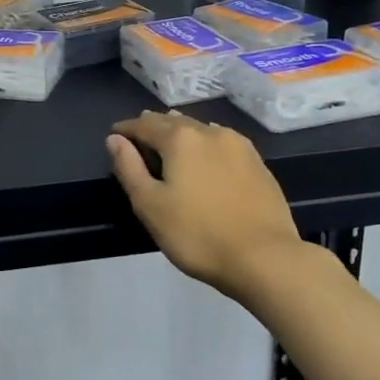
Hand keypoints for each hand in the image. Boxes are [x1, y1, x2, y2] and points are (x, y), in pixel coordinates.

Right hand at [107, 111, 308, 303]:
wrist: (264, 258)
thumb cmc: (197, 234)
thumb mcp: (150, 205)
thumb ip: (129, 168)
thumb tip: (114, 139)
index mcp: (180, 139)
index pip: (144, 125)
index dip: (126, 129)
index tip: (114, 134)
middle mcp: (210, 132)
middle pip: (174, 122)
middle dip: (154, 126)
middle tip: (139, 134)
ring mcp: (239, 146)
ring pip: (201, 129)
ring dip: (181, 131)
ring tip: (170, 139)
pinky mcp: (258, 163)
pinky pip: (223, 142)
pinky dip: (206, 143)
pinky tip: (206, 153)